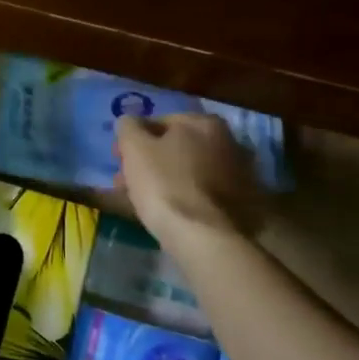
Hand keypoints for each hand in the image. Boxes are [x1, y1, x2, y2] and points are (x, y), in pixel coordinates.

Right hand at [114, 113, 265, 245]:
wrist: (207, 238)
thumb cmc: (166, 185)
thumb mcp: (134, 148)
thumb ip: (128, 127)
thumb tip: (130, 122)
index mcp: (204, 123)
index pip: (157, 122)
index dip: (133, 141)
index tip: (118, 161)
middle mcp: (227, 142)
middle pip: (174, 148)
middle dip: (148, 163)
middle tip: (125, 184)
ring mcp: (237, 173)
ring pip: (186, 172)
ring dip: (163, 181)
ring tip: (141, 203)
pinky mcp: (240, 203)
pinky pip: (200, 193)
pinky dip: (183, 197)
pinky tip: (168, 213)